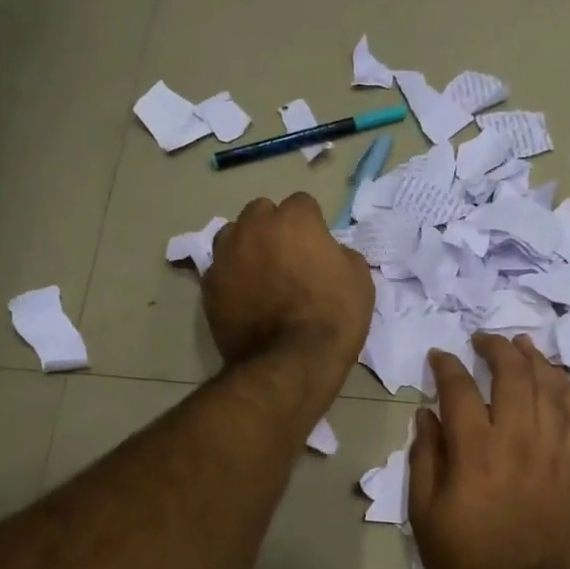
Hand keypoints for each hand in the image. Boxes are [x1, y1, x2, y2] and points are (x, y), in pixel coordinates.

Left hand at [204, 193, 372, 403]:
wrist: (290, 363)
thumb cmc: (334, 318)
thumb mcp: (360, 281)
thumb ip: (341, 254)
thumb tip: (328, 253)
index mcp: (294, 220)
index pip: (302, 204)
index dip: (312, 225)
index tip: (317, 248)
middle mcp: (255, 227)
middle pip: (261, 212)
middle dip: (273, 228)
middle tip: (288, 258)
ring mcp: (227, 255)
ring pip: (233, 234)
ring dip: (247, 245)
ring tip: (260, 273)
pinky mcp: (209, 285)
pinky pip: (220, 268)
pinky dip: (231, 276)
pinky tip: (244, 297)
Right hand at [408, 334, 569, 568]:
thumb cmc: (465, 560)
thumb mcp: (425, 513)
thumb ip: (425, 457)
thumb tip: (426, 415)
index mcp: (474, 451)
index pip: (461, 389)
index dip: (448, 366)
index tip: (440, 357)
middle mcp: (517, 440)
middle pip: (513, 375)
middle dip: (497, 348)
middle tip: (484, 339)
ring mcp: (552, 451)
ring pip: (550, 388)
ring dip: (535, 359)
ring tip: (522, 345)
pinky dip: (565, 390)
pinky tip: (556, 380)